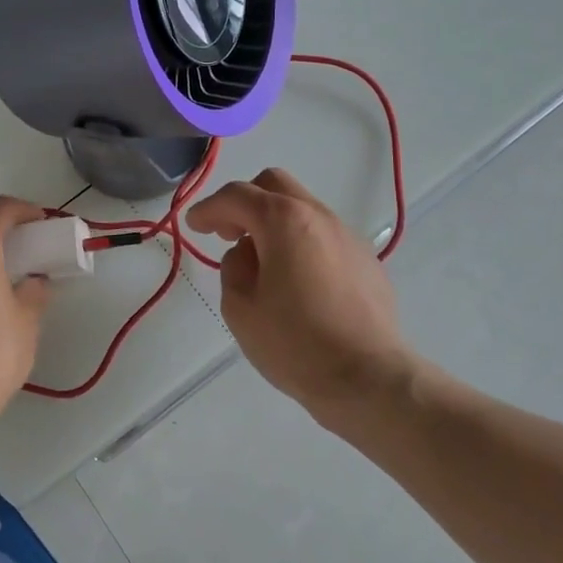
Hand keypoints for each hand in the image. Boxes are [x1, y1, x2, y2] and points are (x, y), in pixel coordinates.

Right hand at [185, 168, 413, 412]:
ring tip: (262, 262)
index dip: (209, 208)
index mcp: (283, 221)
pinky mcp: (366, 259)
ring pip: (302, 207)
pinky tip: (297, 281)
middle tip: (228, 233)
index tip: (195, 225)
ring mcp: (347, 235)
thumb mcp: (240, 308)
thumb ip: (234, 267)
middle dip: (244, 201)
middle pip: (274, 185)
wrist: (368, 378)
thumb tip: (248, 254)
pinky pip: (323, 234)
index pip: (236, 196)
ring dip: (274, 222)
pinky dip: (300, 241)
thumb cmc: (295, 343)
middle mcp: (318, 216)